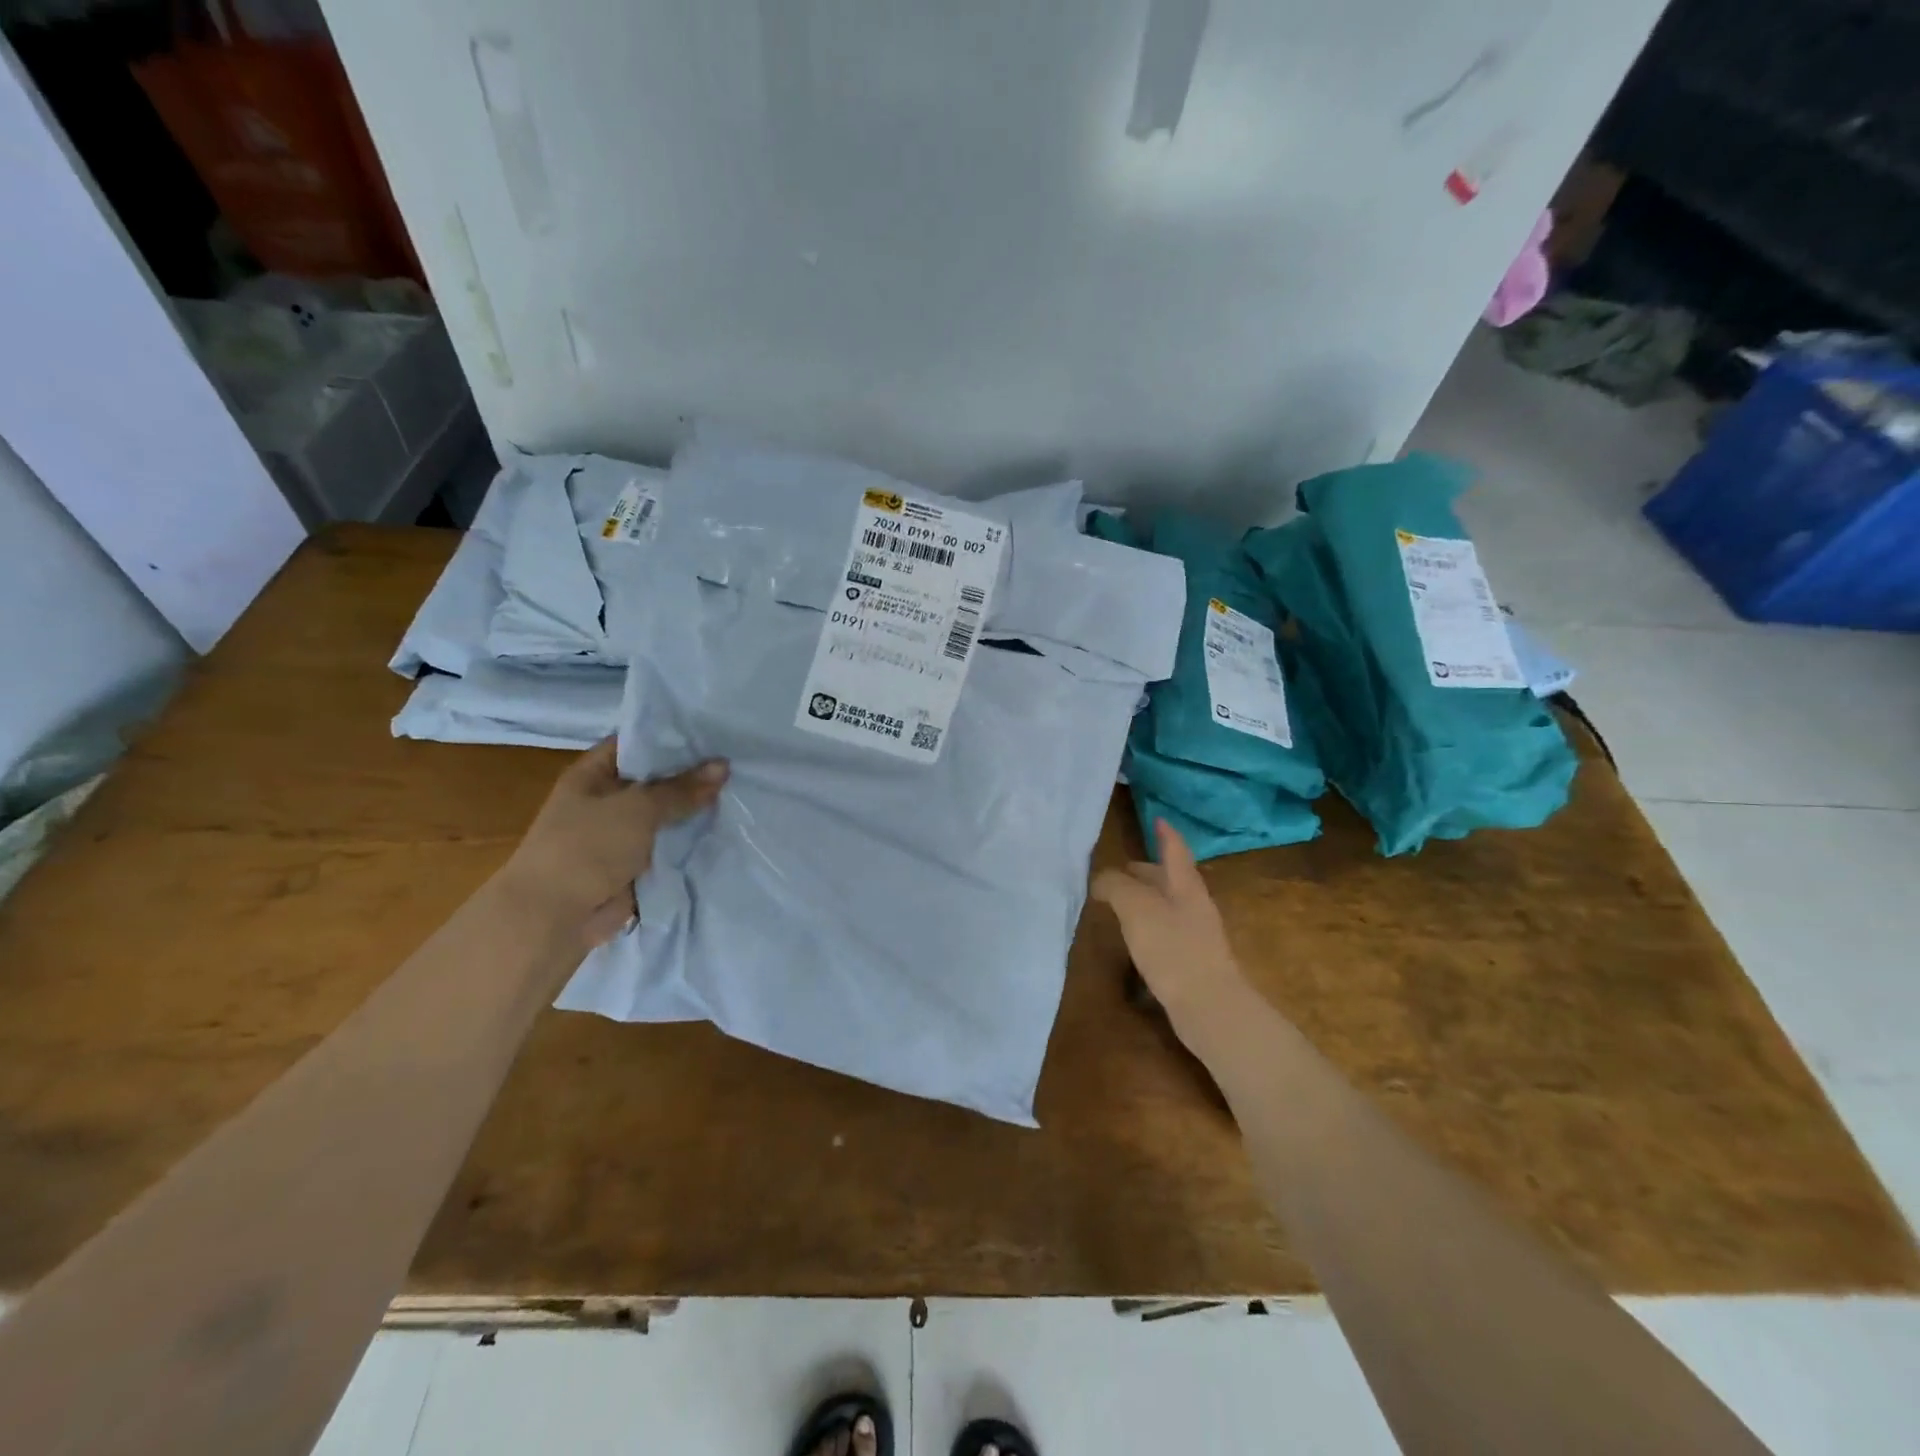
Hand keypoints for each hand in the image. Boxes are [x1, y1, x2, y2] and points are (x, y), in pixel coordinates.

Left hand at [501, 739, 728, 947]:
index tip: (715, 732)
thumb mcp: (637, 808)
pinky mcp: (637, 865)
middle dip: (693, 775)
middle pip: (657, 780)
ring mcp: (622, 834)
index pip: (638, 743)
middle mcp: (607, 800)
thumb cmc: (587, 848)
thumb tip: (724, 765)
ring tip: (743, 791)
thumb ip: (681, 788)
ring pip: (667, 815)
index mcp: (593, 775)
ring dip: (696, 810)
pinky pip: (670, 846)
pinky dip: (693, 841)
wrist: (555, 918)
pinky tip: (729, 828)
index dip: (673, 736)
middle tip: (739, 761)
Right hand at [1092, 818, 1244, 1022]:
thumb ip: (1116, 886)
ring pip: (1168, 906)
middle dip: (1148, 871)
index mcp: (1185, 885)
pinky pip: (1167, 932)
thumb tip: (1101, 878)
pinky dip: (1149, 925)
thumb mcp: (1136, 908)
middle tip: (1123, 868)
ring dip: (1146, 899)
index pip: (1175, 850)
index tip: (1158, 819)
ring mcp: (1196, 935)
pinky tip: (1135, 939)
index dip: (1165, 834)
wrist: (1210, 1007)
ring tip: (1121, 903)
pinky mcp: (1191, 962)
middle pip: (1171, 879)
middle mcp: (1194, 905)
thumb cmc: (1173, 948)